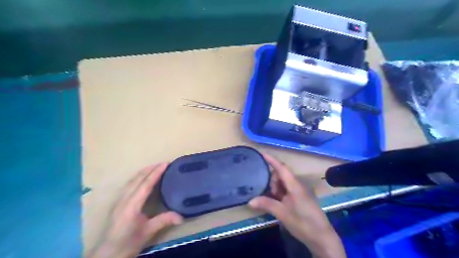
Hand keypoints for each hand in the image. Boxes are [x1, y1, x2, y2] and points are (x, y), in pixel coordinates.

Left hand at [88, 163, 182, 257]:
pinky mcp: (118, 203)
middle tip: (163, 163)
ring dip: (143, 172)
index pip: (145, 184)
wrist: (106, 255)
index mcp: (132, 206)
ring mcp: (119, 201)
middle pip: (137, 179)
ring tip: (154, 167)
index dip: (156, 173)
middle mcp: (124, 200)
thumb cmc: (127, 244)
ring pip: (132, 181)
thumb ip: (164, 221)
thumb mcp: (147, 233)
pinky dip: (138, 177)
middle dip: (150, 169)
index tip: (165, 164)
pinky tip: (142, 178)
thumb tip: (182, 216)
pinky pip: (129, 185)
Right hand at [248, 154, 343, 256]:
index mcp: (294, 185)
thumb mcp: (283, 214)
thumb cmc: (304, 223)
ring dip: (275, 188)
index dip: (271, 160)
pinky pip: (287, 190)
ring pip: (283, 183)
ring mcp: (299, 191)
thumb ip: (267, 204)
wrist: (322, 237)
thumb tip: (250, 201)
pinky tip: (276, 202)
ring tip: (271, 200)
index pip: (281, 168)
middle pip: (281, 174)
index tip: (261, 153)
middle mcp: (297, 185)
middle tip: (267, 194)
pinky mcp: (300, 198)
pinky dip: (279, 193)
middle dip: (272, 180)